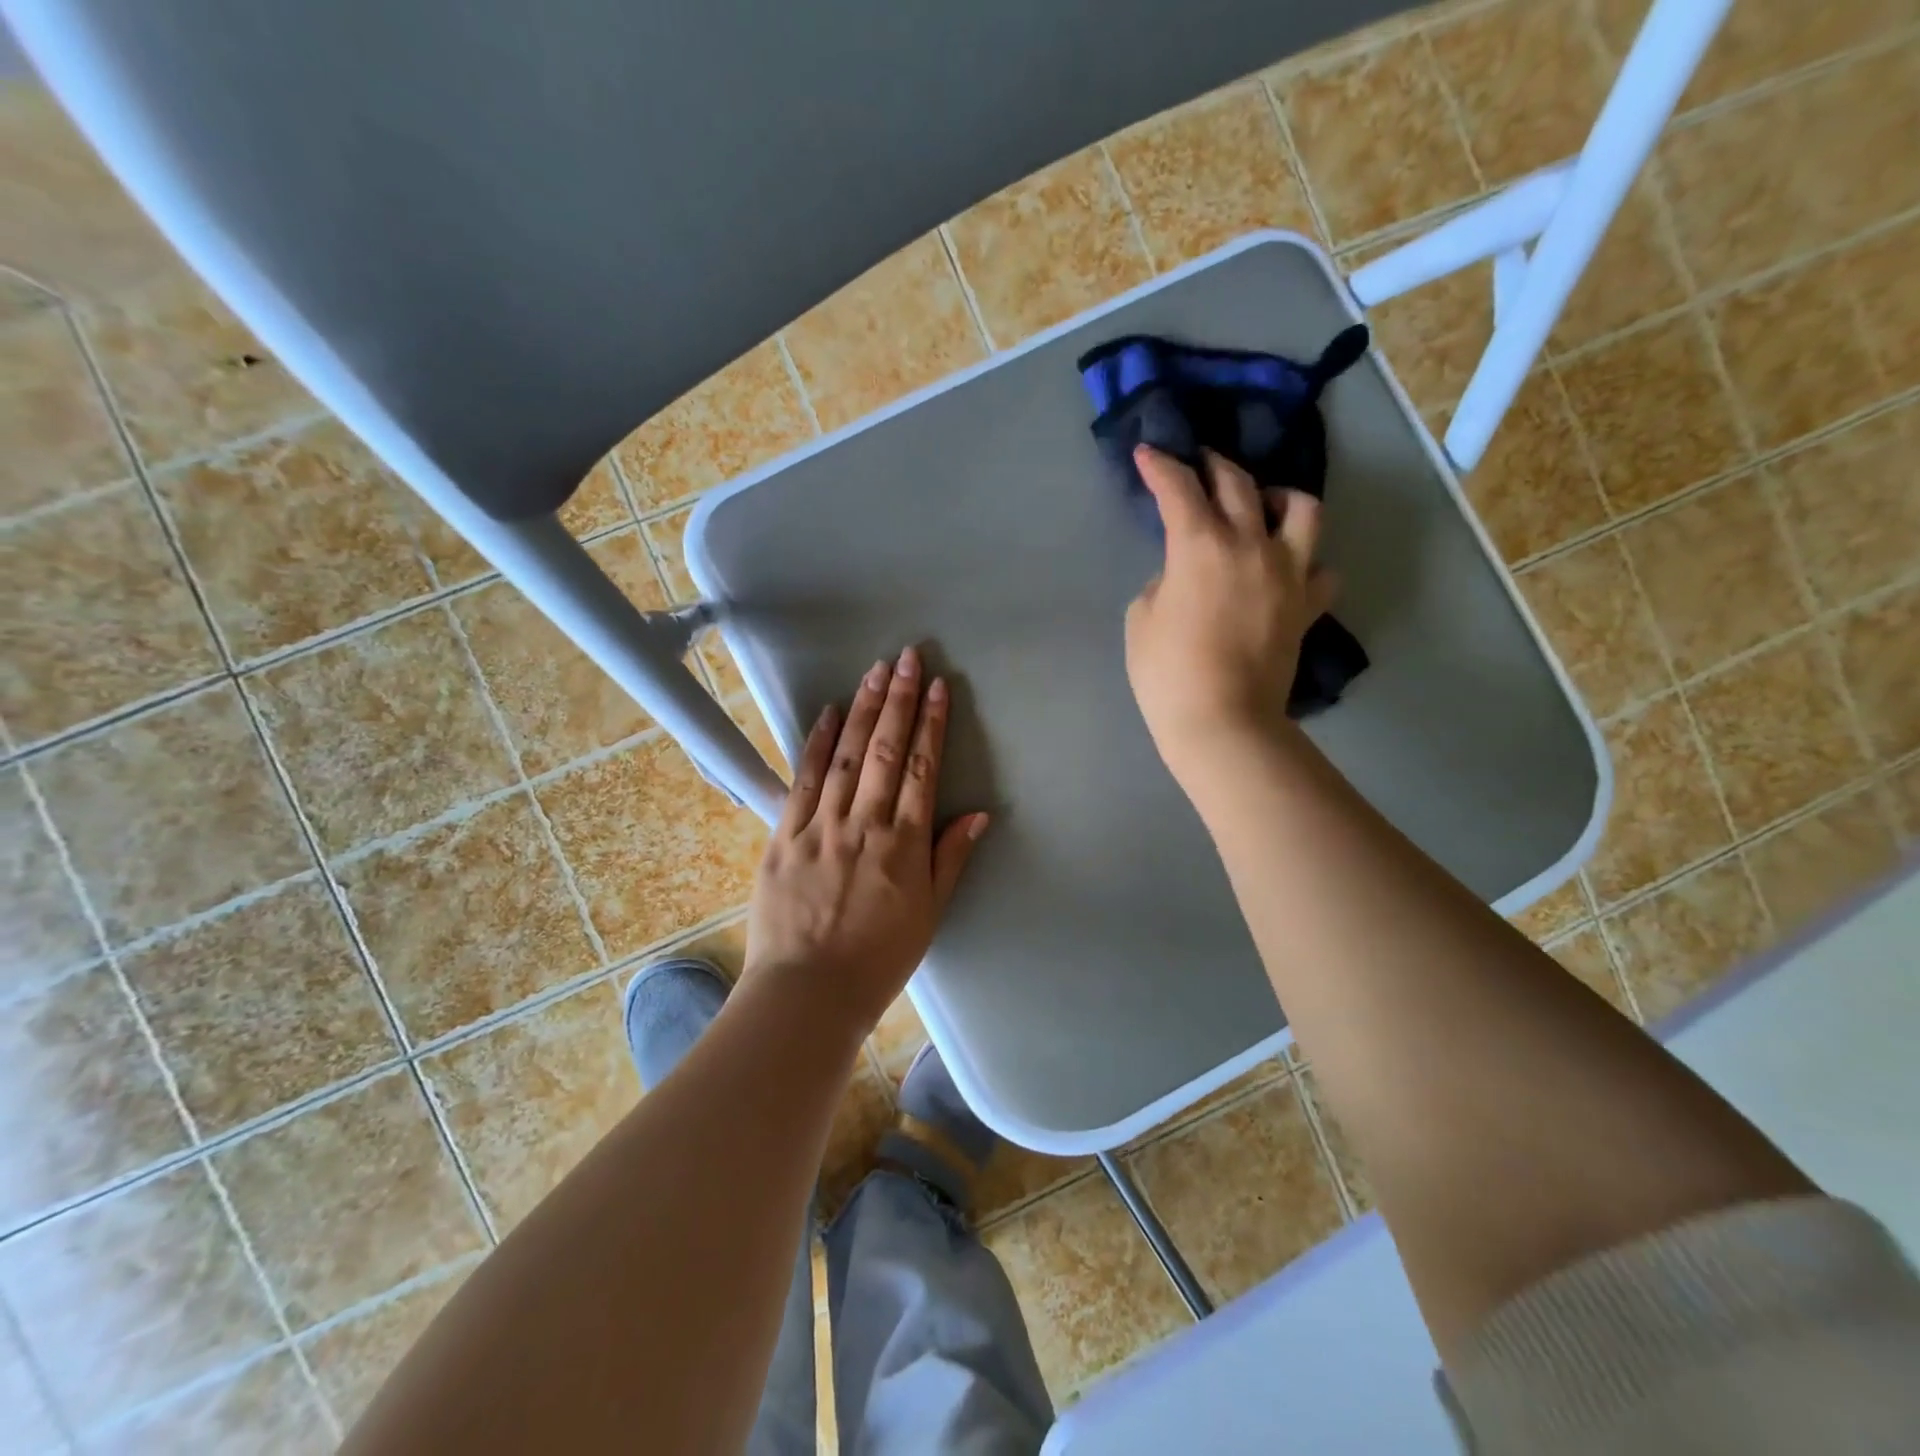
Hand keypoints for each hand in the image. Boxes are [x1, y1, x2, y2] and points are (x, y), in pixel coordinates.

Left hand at [743, 647, 989, 1028]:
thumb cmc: (878, 958)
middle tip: (908, 657)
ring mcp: (821, 826)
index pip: (923, 770)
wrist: (808, 992)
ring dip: (863, 710)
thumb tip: (980, 814)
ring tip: (876, 671)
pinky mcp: (784, 836)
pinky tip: (829, 712)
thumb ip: (951, 859)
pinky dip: (817, 744)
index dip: (933, 725)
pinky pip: (802, 780)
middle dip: (900, 701)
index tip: (939, 687)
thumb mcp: (930, 914)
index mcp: (904, 844)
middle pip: (886, 751)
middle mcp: (865, 824)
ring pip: (846, 756)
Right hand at [1124, 445, 1335, 785]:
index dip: (1160, 466)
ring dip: (1279, 497)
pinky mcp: (1307, 606)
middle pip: (1238, 484)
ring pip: (1302, 509)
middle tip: (1199, 464)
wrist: (1222, 721)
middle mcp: (1250, 545)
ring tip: (1264, 506)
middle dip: (1213, 465)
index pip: (1178, 488)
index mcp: (1200, 545)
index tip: (1148, 452)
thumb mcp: (1141, 619)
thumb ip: (1163, 582)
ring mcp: (1288, 574)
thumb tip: (1184, 575)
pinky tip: (1290, 570)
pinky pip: (1321, 571)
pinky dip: (1306, 563)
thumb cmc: (1167, 673)